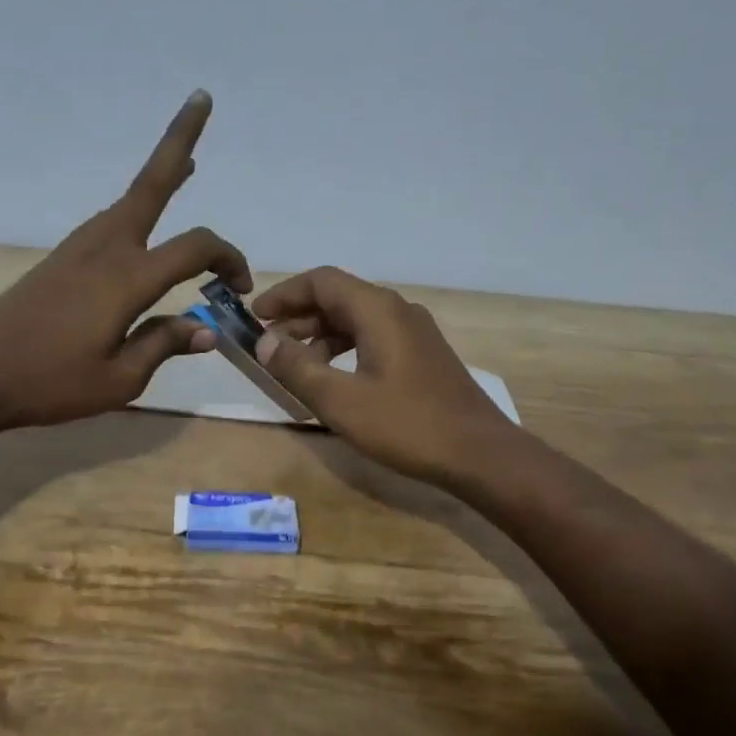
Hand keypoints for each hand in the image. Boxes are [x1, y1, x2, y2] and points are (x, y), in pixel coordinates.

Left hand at [0, 90, 252, 432]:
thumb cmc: (52, 383)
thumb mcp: (121, 379)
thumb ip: (165, 345)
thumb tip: (206, 329)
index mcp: (128, 278)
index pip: (195, 248)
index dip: (229, 260)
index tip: (240, 290)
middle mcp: (106, 248)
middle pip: (152, 183)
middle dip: (180, 139)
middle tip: (201, 99)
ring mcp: (79, 248)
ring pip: (130, 199)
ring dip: (161, 175)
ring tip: (187, 164)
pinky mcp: (62, 258)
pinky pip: (111, 221)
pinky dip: (136, 209)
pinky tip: (143, 224)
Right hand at [250, 267, 515, 484]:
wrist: (480, 454)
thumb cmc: (407, 425)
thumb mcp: (341, 401)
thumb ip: (297, 368)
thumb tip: (265, 342)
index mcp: (378, 310)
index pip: (321, 282)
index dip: (284, 295)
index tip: (255, 317)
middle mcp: (397, 311)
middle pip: (338, 298)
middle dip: (298, 318)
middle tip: (268, 347)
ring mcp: (415, 332)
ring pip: (356, 320)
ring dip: (320, 337)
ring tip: (295, 367)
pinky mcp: (423, 356)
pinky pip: (373, 338)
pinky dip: (344, 350)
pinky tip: (334, 380)